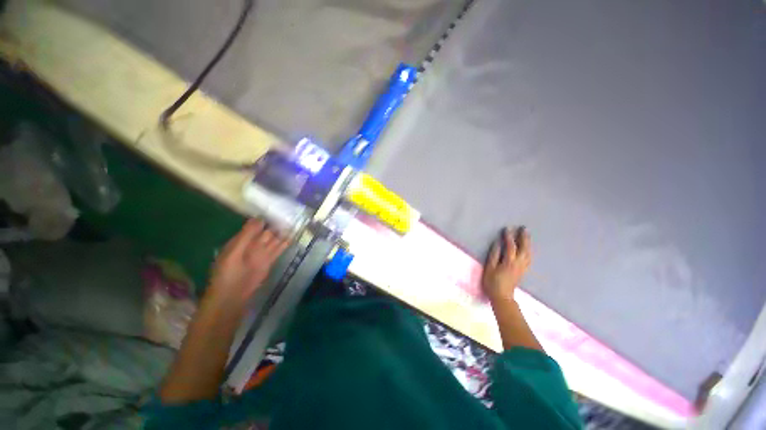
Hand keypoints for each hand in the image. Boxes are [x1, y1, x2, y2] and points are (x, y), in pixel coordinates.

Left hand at [207, 219, 289, 304]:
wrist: (233, 296)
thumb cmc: (228, 273)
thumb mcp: (234, 252)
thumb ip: (246, 236)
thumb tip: (260, 218)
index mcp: (240, 240)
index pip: (254, 225)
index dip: (265, 219)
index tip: (277, 210)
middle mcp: (252, 244)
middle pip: (266, 231)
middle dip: (276, 224)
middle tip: (289, 215)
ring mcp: (262, 253)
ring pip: (274, 239)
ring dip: (283, 232)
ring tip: (294, 223)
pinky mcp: (270, 261)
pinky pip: (279, 249)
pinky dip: (285, 243)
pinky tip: (292, 236)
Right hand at [481, 226, 531, 301]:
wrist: (502, 297)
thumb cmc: (492, 282)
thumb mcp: (489, 268)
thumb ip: (494, 255)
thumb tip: (497, 244)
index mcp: (509, 262)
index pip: (510, 246)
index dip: (509, 237)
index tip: (507, 228)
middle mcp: (518, 264)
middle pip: (524, 248)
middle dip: (524, 238)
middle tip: (524, 228)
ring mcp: (522, 268)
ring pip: (528, 253)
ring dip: (528, 244)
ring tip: (527, 236)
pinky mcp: (523, 271)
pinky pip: (529, 259)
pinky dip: (529, 251)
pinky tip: (528, 249)